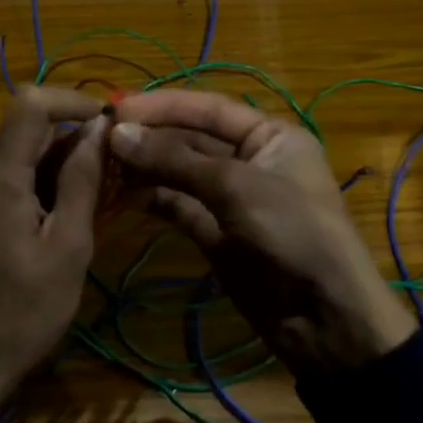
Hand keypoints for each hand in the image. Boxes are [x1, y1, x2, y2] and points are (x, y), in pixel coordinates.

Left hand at [0, 87, 106, 422]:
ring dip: (62, 167)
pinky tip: (67, 220)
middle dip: (74, 141)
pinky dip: (43, 186)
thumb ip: (82, 180)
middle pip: (28, 130)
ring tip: (98, 202)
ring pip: (22, 156)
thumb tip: (98, 128)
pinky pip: (12, 180)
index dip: (72, 100)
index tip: (109, 123)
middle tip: (115, 174)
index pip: (30, 103)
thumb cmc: (24, 313)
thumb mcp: (68, 246)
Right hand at [109, 89, 415, 377]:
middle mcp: (250, 159)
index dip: (163, 106)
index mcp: (270, 135)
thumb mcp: (235, 186)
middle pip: (190, 139)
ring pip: (180, 173)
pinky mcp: (216, 233)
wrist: (323, 317)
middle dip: (149, 138)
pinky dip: (152, 199)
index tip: (116, 108)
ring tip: (101, 166)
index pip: (208, 108)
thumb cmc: (291, 231)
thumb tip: (117, 134)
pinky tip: (120, 194)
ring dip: (145, 168)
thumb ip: (174, 159)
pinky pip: (178, 206)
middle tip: (99, 139)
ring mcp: (231, 198)